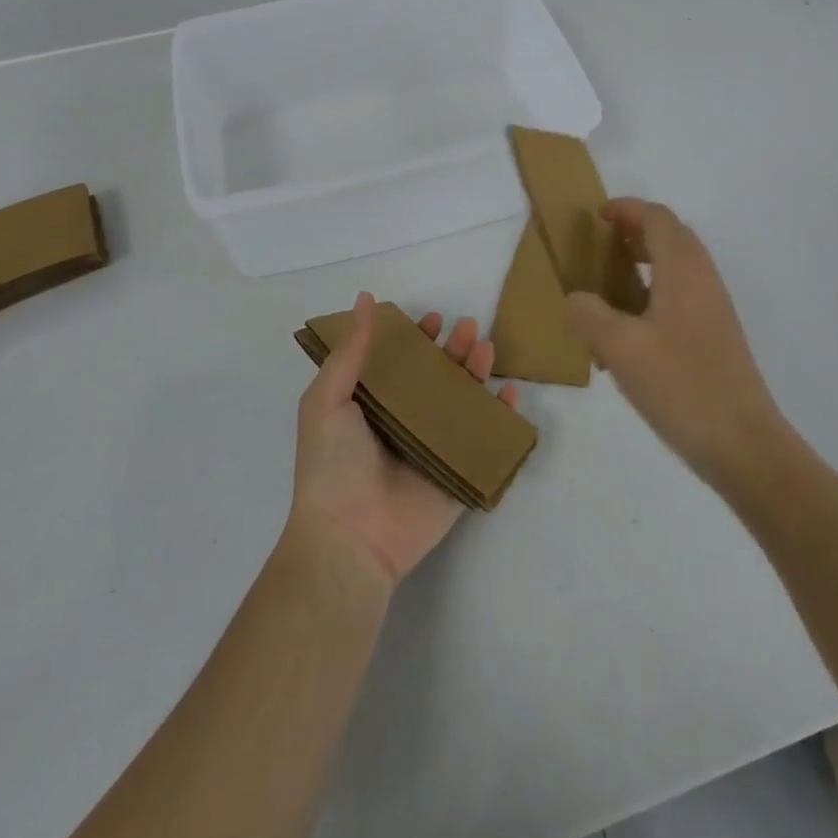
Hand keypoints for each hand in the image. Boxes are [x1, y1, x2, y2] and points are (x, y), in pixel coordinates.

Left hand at [285, 292, 520, 589]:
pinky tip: (511, 394)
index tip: (432, 319)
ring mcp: (434, 449)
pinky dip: (502, 417)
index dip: (416, 339)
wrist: (350, 538)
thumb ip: (350, 351)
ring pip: (464, 403)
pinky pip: (486, 440)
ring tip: (487, 349)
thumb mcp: (326, 399)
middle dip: (454, 350)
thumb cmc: (333, 464)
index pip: (401, 364)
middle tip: (468, 327)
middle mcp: (405, 423)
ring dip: (478, 374)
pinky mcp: (459, 474)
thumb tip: (364, 299)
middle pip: (437, 378)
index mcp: (373, 406)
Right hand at [565, 199, 787, 489]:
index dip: (627, 209)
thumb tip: (576, 299)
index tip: (597, 215)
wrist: (742, 444)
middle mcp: (703, 280)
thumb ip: (589, 314)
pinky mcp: (716, 336)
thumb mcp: (620, 348)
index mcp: (683, 270)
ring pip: (678, 266)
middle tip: (600, 244)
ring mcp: (714, 309)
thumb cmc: (681, 386)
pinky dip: (655, 290)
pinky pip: (682, 294)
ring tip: (610, 281)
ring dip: (646, 261)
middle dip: (636, 231)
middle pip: (671, 236)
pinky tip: (630, 326)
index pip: (657, 218)